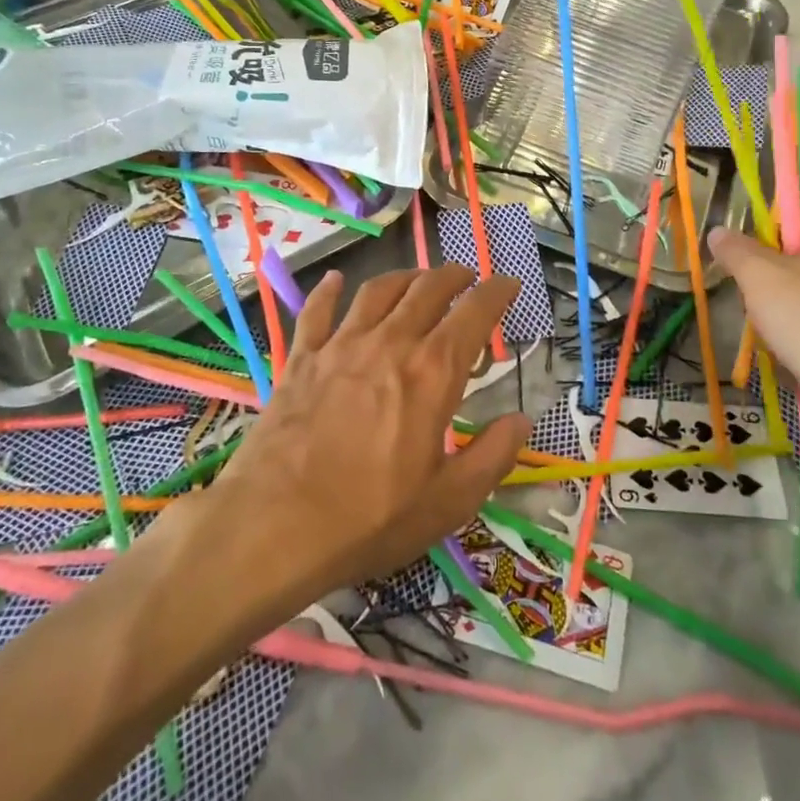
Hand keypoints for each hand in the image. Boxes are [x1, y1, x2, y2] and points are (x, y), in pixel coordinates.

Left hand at [207, 264, 529, 603]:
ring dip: (405, 277)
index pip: (474, 314)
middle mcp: (390, 343)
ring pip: (378, 290)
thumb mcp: (449, 501)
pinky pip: (317, 311)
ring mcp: (341, 346)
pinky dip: (329, 291)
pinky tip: (336, 280)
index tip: (509, 283)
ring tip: (418, 278)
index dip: (497, 292)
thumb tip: (522, 419)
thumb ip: (493, 455)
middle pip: (427, 289)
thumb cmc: (371, 518)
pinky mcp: (302, 358)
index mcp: (432, 373)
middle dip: (454, 276)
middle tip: (467, 277)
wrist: (276, 524)